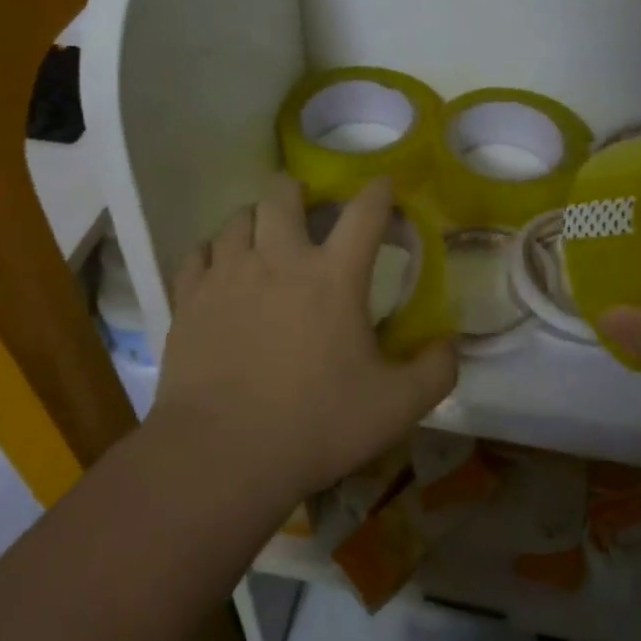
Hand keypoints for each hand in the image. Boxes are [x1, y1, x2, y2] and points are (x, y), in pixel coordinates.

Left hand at [149, 174, 457, 504]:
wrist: (220, 454)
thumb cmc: (315, 424)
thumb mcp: (396, 407)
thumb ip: (436, 371)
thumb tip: (451, 342)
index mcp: (334, 276)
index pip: (365, 212)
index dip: (379, 191)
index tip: (384, 185)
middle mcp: (279, 259)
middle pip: (283, 194)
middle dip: (298, 190)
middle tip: (306, 206)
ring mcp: (228, 275)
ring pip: (238, 218)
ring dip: (256, 219)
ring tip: (263, 237)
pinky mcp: (190, 299)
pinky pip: (198, 253)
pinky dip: (213, 252)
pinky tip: (219, 268)